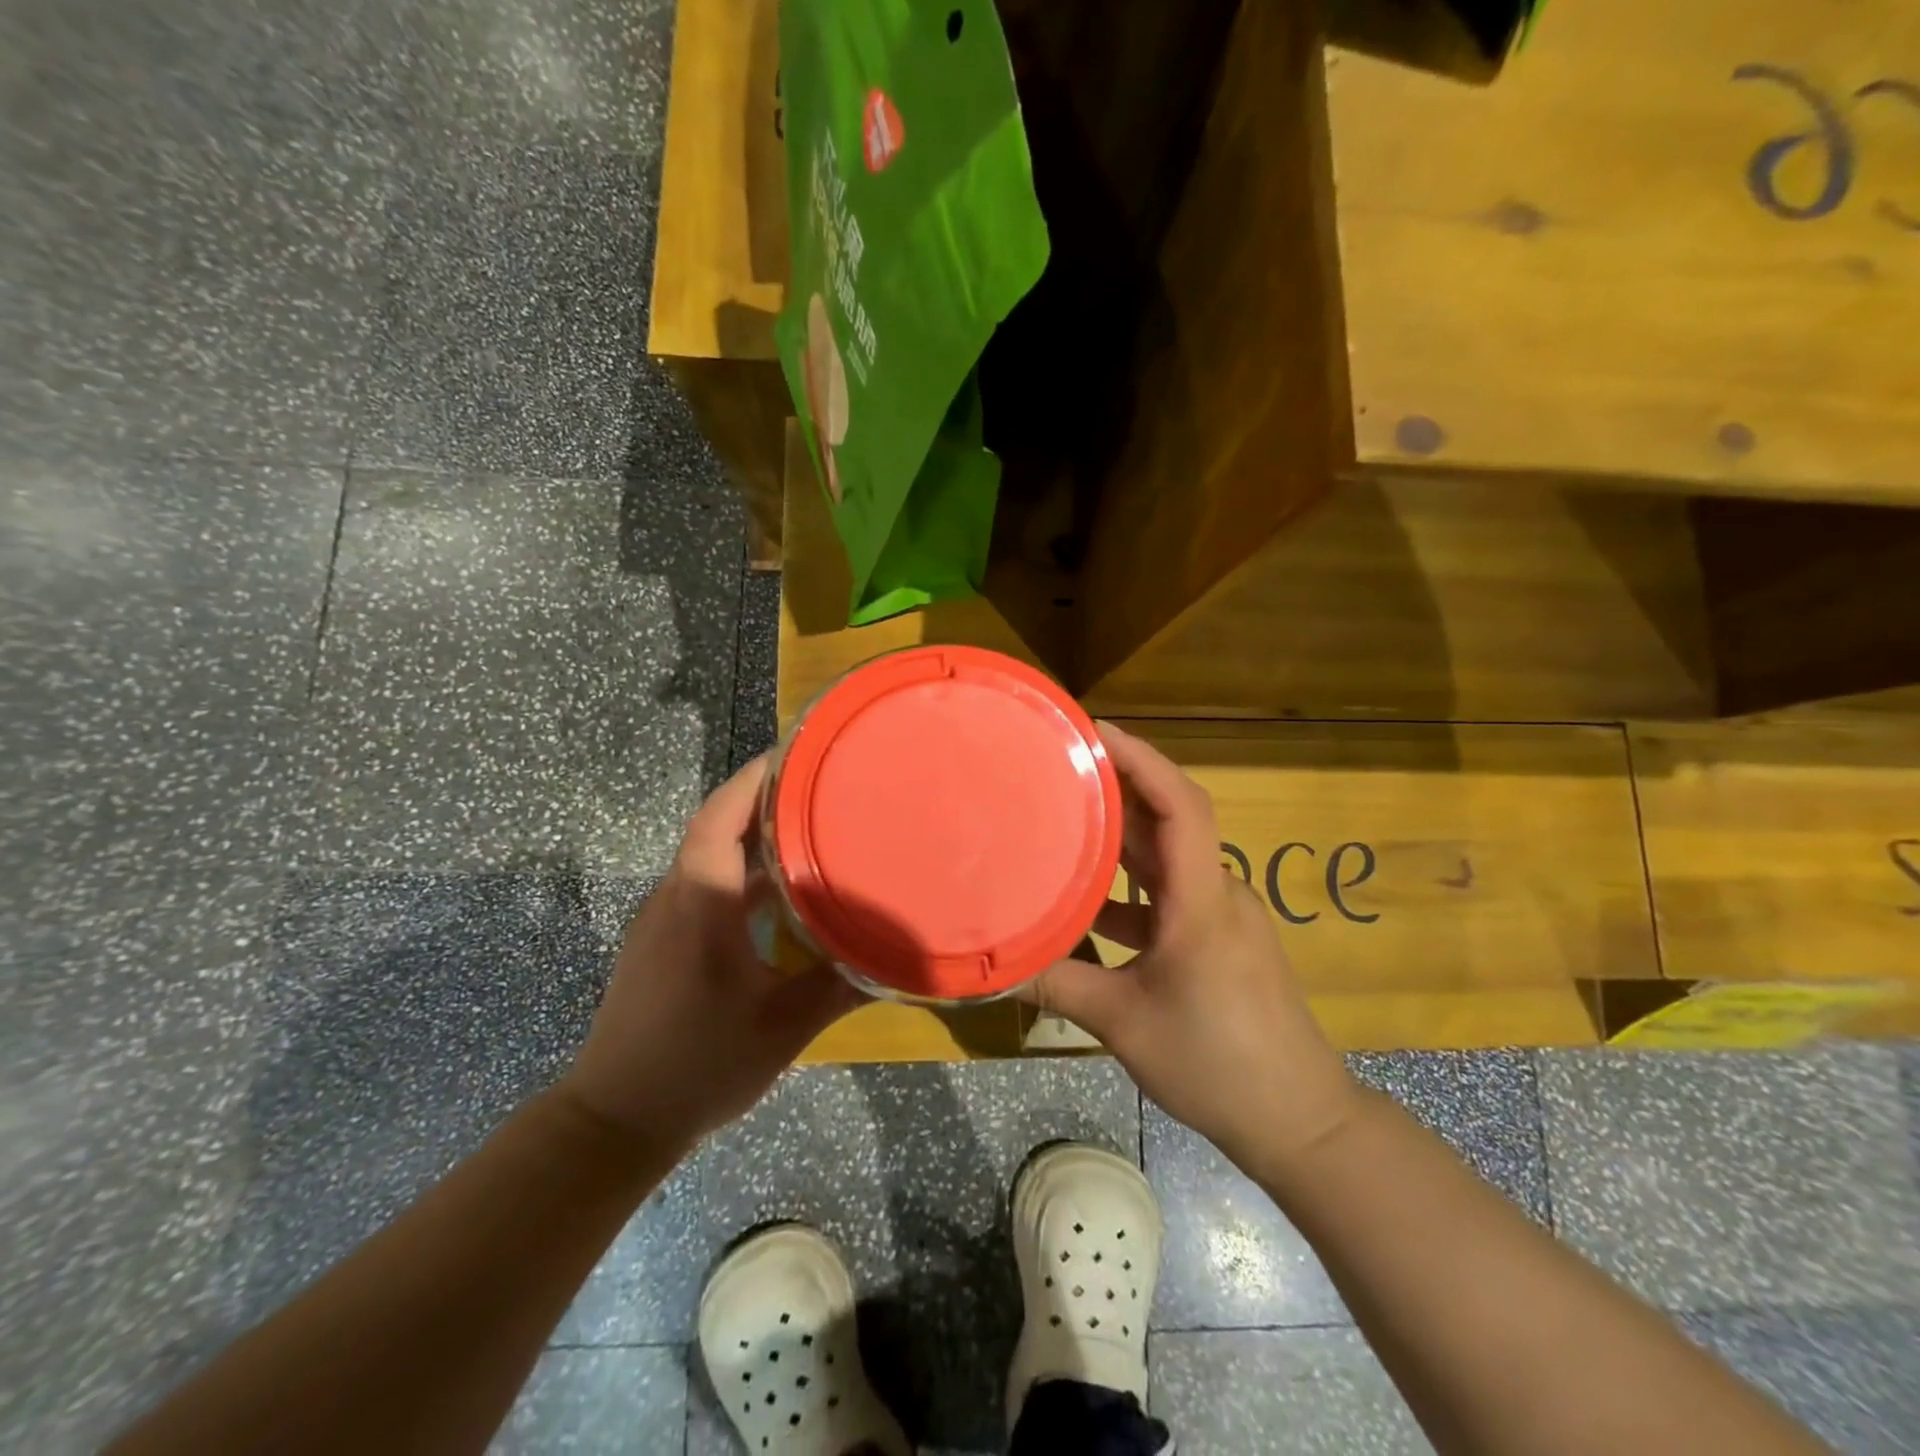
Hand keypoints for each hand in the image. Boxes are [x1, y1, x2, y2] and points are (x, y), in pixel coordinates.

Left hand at [560, 756, 863, 1148]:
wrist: (615, 1121)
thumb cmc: (699, 1064)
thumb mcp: (784, 1027)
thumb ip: (840, 987)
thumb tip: (895, 959)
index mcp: (701, 902)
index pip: (719, 817)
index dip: (753, 779)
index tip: (795, 755)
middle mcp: (675, 898)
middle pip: (715, 828)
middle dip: (764, 802)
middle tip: (820, 789)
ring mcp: (662, 921)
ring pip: (709, 859)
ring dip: (753, 840)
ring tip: (809, 833)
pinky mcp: (660, 944)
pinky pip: (703, 887)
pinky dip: (740, 874)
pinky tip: (778, 896)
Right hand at [1025, 725, 1359, 1170]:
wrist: (1299, 1120)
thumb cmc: (1217, 1064)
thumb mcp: (1123, 1024)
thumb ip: (1058, 985)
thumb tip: (994, 966)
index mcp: (1201, 900)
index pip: (1181, 805)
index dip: (1142, 759)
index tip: (1096, 731)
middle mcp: (1217, 893)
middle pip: (1170, 820)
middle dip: (1119, 787)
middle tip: (1061, 766)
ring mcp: (1221, 917)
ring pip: (1167, 859)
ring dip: (1121, 838)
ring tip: (1063, 819)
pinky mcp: (1219, 940)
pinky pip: (1169, 895)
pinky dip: (1129, 889)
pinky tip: (1086, 904)